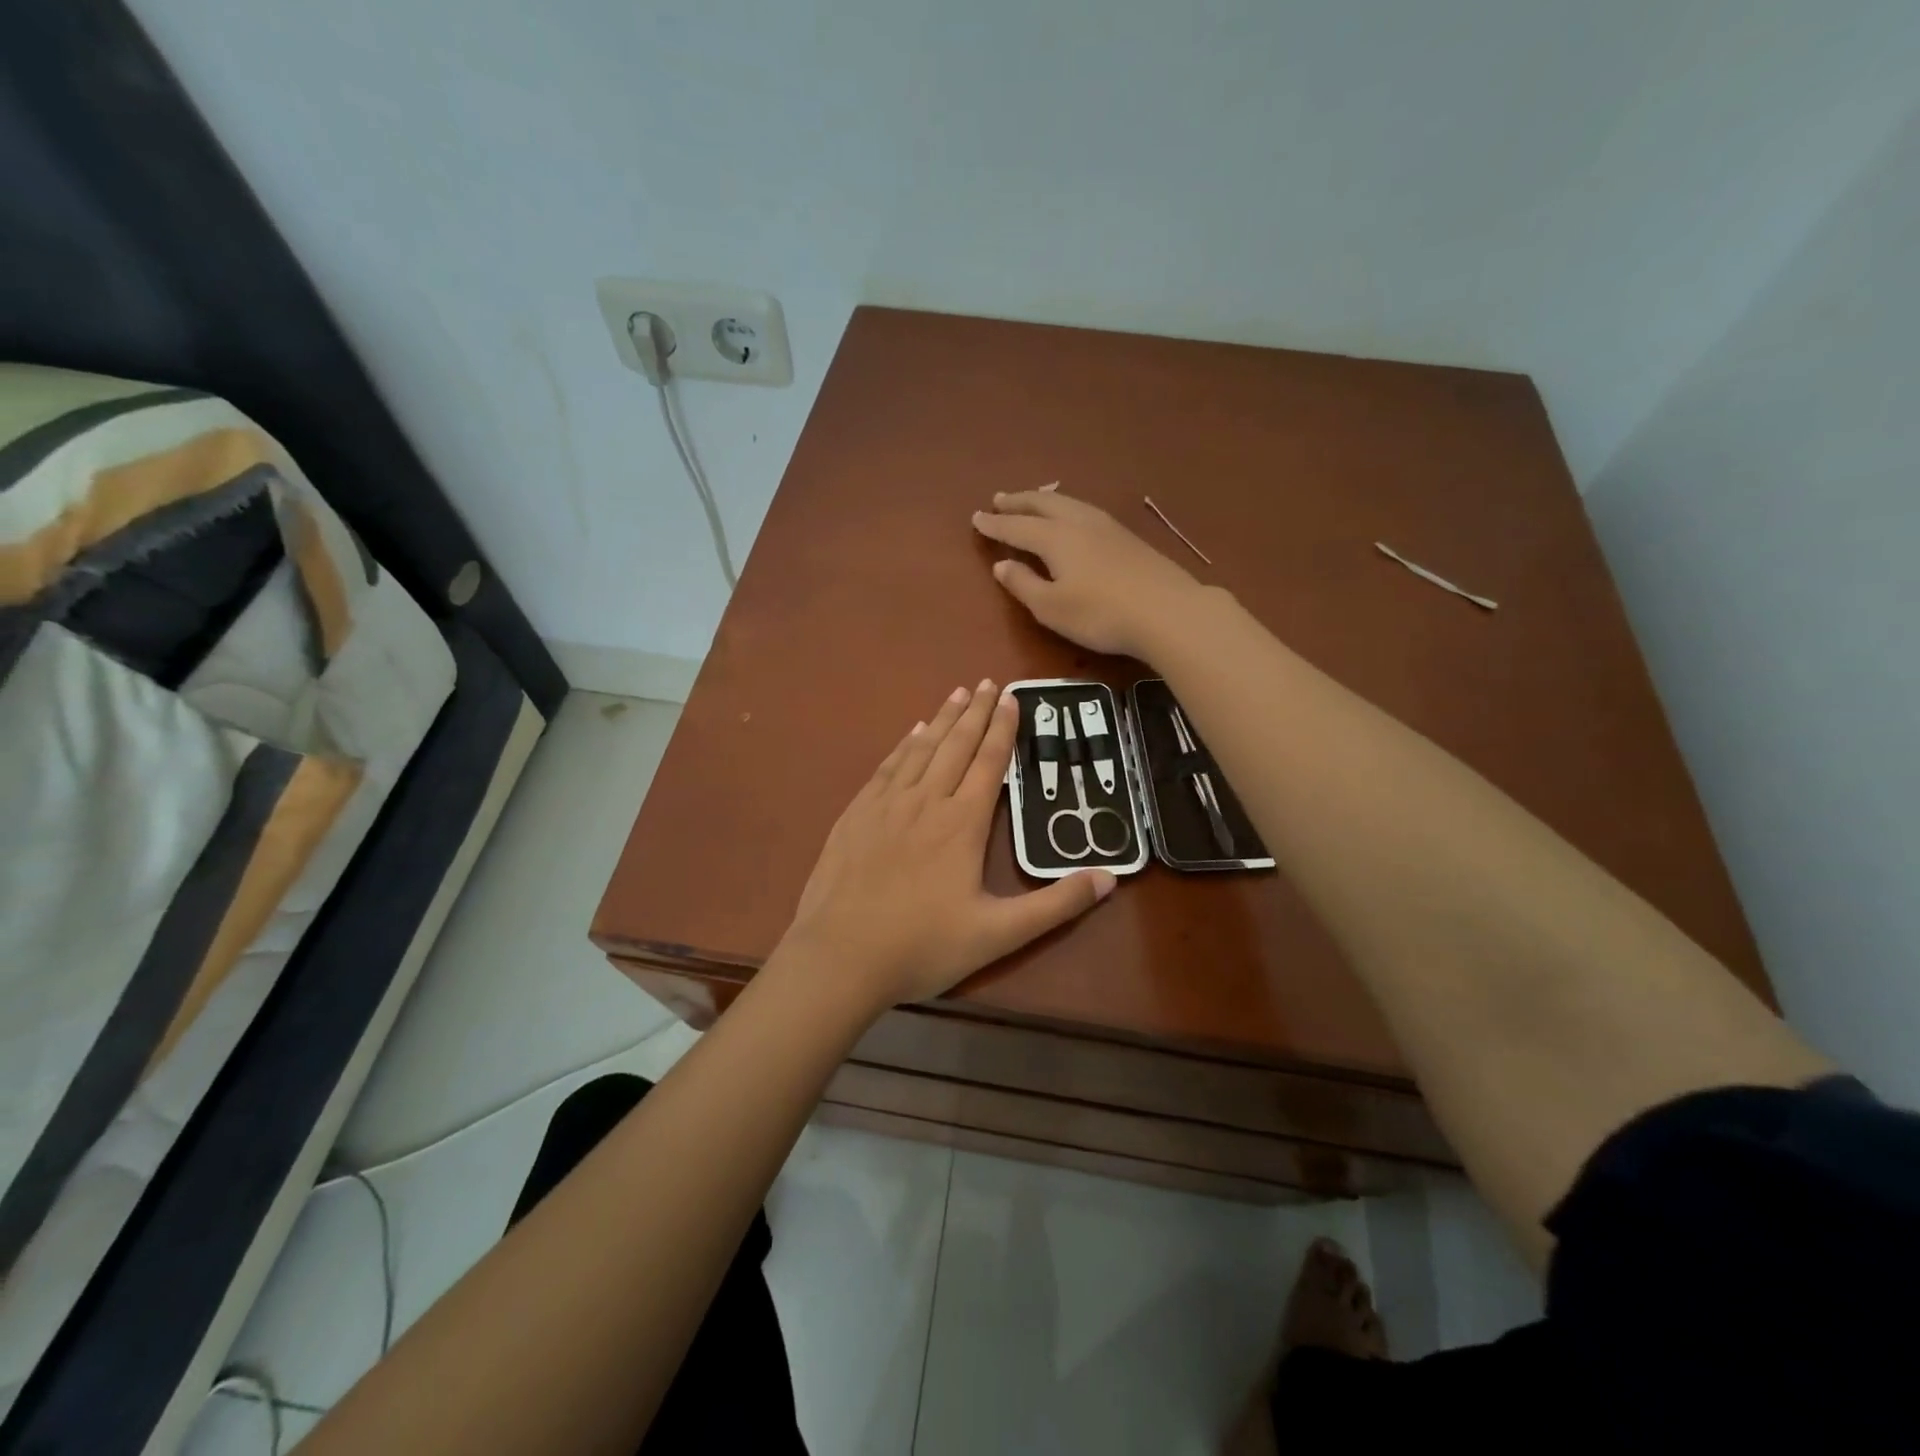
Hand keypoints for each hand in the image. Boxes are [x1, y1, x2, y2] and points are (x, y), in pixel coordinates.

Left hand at [785, 680, 1114, 1007]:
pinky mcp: (856, 814)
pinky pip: (887, 767)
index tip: (1013, 698)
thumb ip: (1055, 905)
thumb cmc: (922, 946)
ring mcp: (886, 805)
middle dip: (976, 712)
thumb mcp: (998, 934)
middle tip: (989, 682)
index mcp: (962, 823)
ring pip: (920, 749)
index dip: (1003, 729)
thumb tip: (1109, 878)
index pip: (989, 763)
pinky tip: (912, 733)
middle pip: (956, 745)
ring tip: (958, 693)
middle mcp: (925, 801)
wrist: (840, 956)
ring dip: (942, 719)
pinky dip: (904, 745)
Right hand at [973, 489, 1209, 658]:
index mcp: (1055, 538)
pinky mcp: (1128, 538)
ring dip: (1044, 500)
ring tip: (1032, 501)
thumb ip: (1023, 585)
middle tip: (999, 498)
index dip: (995, 523)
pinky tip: (1072, 517)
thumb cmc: (1101, 614)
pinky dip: (1066, 508)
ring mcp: (1107, 527)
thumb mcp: (1052, 608)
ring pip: (1068, 503)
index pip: (1017, 526)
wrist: (1168, 612)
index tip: (976, 517)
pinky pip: (1085, 511)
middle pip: (1043, 504)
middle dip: (1018, 501)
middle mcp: (1079, 523)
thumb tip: (1001, 564)